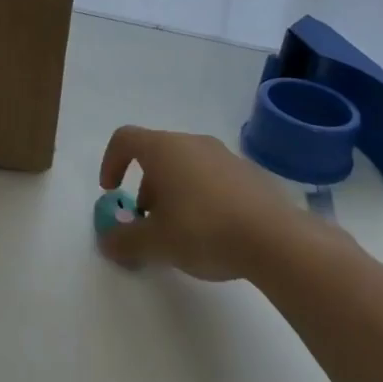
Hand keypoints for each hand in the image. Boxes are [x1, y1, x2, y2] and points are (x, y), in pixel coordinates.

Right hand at [97, 126, 314, 280]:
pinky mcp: (249, 174)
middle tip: (147, 221)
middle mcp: (193, 143)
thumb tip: (107, 241)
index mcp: (164, 149)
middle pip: (157, 154)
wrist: (276, 239)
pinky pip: (213, 178)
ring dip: (173, 192)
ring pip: (186, 166)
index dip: (111, 162)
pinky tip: (212, 232)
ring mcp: (225, 156)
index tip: (111, 192)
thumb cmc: (203, 230)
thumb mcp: (155, 243)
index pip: (125, 138)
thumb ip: (125, 241)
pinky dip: (201, 197)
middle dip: (145, 186)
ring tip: (180, 231)